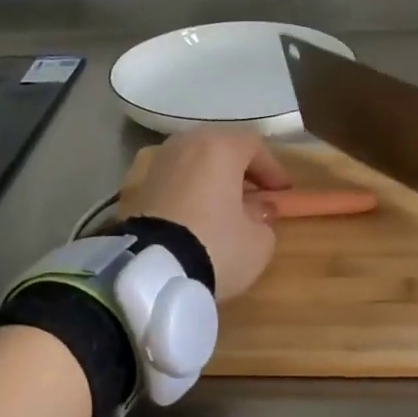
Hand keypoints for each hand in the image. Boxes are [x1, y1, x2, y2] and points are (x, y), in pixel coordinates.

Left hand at [119, 128, 292, 298]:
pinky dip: (187, 194)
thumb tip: (257, 213)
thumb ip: (264, 221)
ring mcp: (155, 164)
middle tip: (254, 196)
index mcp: (218, 147)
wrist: (150, 271)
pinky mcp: (135, 189)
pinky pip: (172, 183)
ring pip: (192, 164)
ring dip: (210, 181)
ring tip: (222, 209)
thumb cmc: (215, 245)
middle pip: (219, 149)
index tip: (282, 192)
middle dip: (239, 171)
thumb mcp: (257, 242)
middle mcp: (184, 145)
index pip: (253, 145)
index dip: (272, 168)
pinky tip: (194, 219)